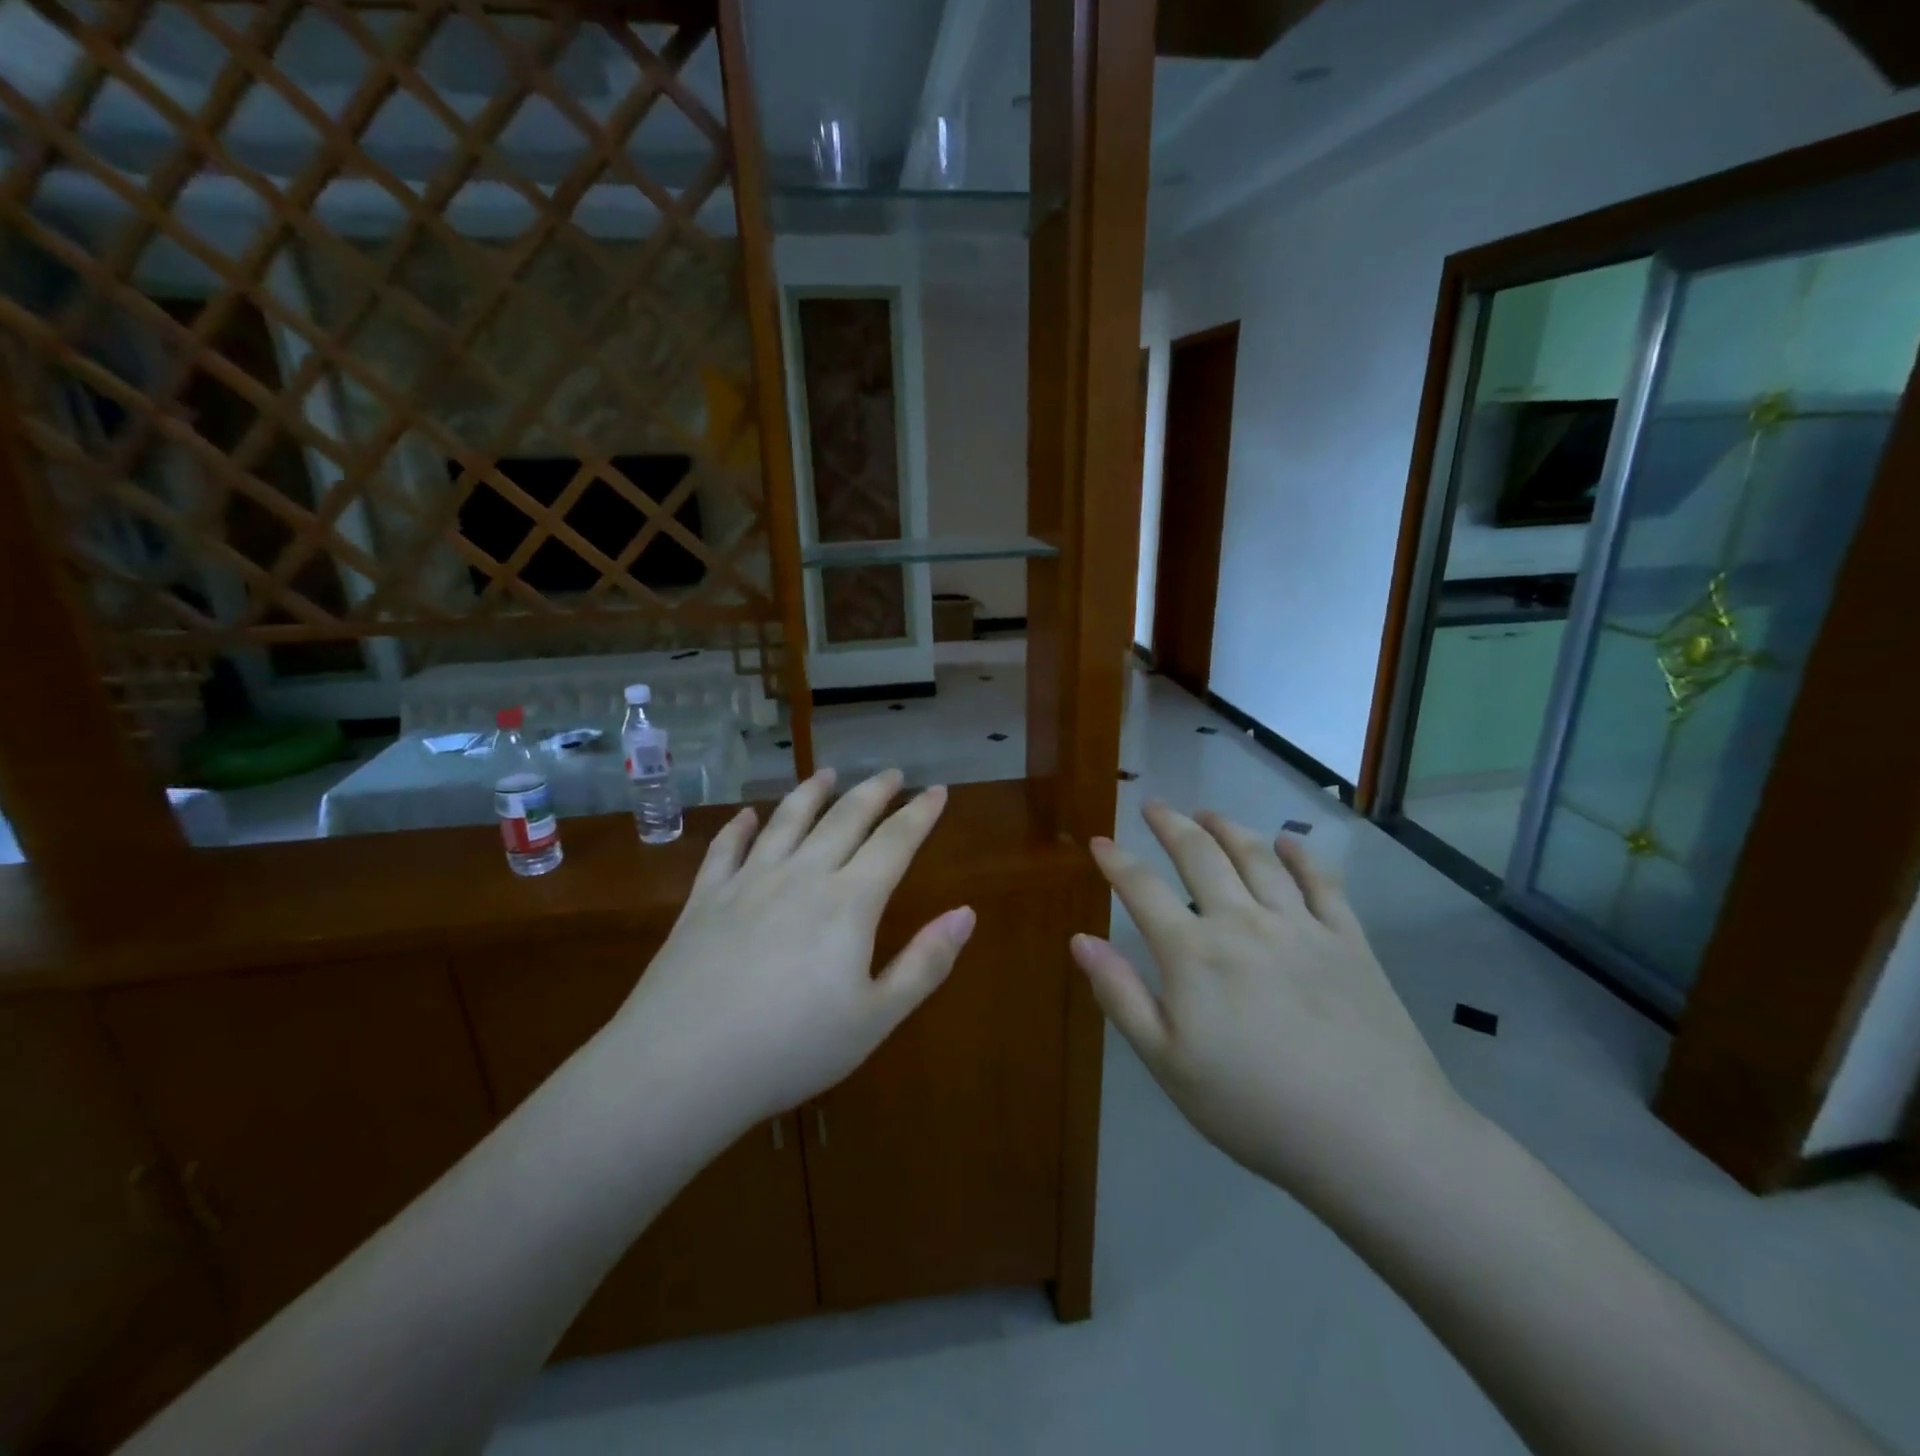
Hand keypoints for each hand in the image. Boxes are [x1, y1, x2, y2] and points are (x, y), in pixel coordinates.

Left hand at [607, 768, 974, 1133]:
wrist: (682, 1066)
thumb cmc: (791, 1049)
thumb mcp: (875, 1018)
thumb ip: (925, 963)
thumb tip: (966, 913)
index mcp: (848, 903)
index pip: (894, 842)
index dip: (919, 814)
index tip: (937, 791)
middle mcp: (801, 876)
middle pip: (844, 819)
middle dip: (872, 792)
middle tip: (891, 773)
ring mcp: (748, 883)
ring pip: (786, 821)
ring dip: (810, 793)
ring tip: (826, 774)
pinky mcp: (704, 899)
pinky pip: (726, 849)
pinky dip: (740, 826)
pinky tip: (747, 814)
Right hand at [1072, 802, 1465, 1212]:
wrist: (1372, 1136)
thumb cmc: (1254, 1107)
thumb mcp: (1167, 1062)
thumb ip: (1120, 995)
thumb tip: (1080, 939)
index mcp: (1193, 952)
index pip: (1142, 888)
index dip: (1116, 861)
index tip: (1099, 841)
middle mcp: (1243, 922)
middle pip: (1200, 855)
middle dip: (1171, 825)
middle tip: (1155, 805)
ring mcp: (1300, 926)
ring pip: (1257, 856)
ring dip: (1228, 828)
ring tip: (1209, 813)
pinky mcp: (1348, 940)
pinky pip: (1322, 881)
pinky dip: (1301, 854)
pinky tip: (1288, 841)